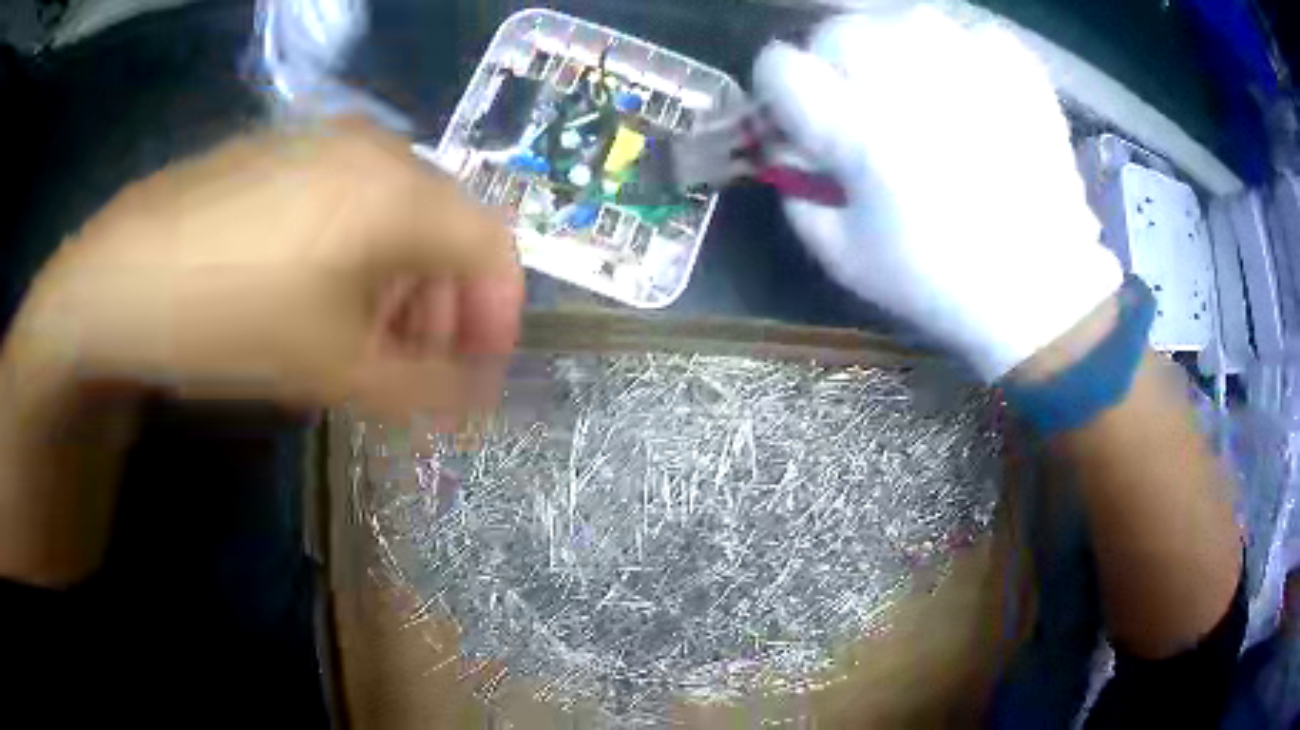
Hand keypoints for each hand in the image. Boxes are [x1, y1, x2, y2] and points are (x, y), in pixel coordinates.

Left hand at [4, 120, 523, 418]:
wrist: (120, 275)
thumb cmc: (227, 319)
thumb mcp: (331, 369)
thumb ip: (423, 389)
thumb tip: (480, 400)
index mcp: (398, 190)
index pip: (494, 244)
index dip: (501, 313)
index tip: (483, 371)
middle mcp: (376, 147)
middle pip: (447, 226)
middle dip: (448, 304)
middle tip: (421, 367)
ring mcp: (326, 140)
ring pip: (398, 212)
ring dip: (403, 281)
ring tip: (368, 340)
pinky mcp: (287, 150)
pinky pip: (353, 197)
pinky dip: (361, 251)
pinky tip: (321, 295)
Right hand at [753, 7, 1121, 380]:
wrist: (1042, 291)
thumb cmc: (940, 281)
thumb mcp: (845, 258)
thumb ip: (797, 193)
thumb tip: (787, 142)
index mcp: (859, 134)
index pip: (782, 68)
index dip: (778, 85)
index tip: (796, 107)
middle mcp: (909, 85)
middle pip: (838, 29)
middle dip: (833, 59)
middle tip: (859, 94)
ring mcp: (970, 70)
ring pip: (902, 17)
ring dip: (894, 44)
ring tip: (915, 81)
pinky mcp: (1017, 72)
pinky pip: (971, 30)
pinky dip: (962, 50)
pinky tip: (968, 83)